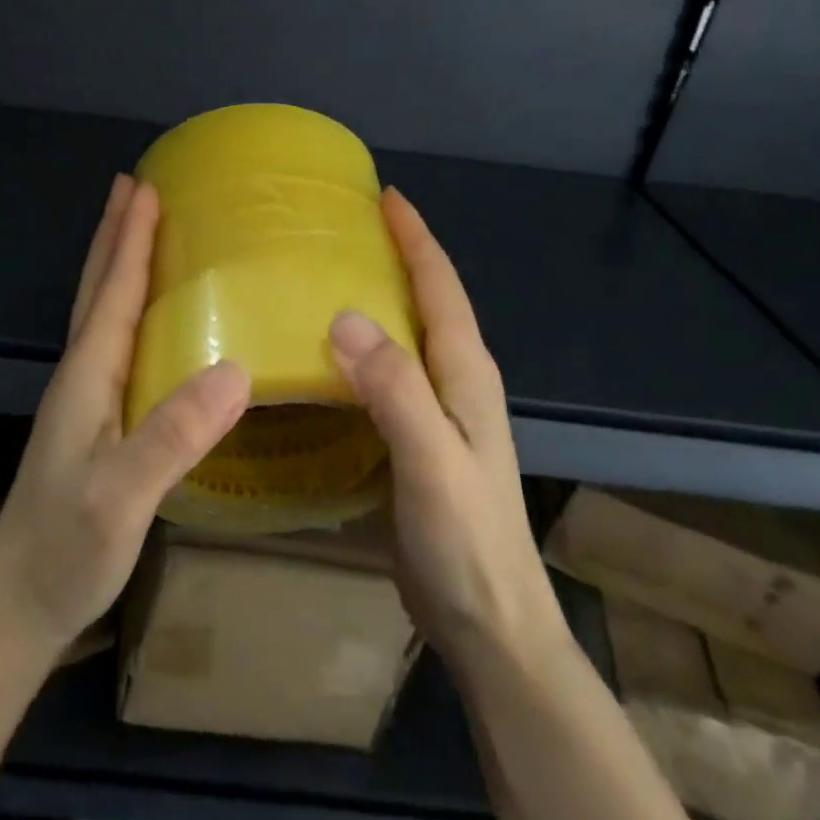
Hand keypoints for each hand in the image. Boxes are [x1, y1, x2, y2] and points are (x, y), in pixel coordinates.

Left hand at [0, 174, 250, 662]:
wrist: (16, 606)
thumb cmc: (66, 549)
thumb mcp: (121, 497)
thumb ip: (172, 435)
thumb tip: (237, 368)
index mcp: (88, 374)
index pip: (112, 290)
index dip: (130, 237)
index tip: (145, 186)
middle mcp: (81, 373)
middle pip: (97, 286)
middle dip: (115, 233)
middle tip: (133, 185)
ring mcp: (84, 396)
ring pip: (100, 309)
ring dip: (115, 261)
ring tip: (134, 228)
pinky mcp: (93, 419)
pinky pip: (112, 338)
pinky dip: (124, 303)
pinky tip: (143, 314)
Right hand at [329, 190, 569, 671]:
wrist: (490, 624)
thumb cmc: (466, 539)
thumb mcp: (430, 459)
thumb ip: (395, 388)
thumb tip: (342, 315)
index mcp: (465, 371)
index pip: (440, 286)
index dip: (416, 238)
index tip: (386, 196)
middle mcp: (456, 380)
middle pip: (427, 299)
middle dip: (397, 253)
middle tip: (347, 225)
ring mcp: (438, 410)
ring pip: (406, 333)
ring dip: (378, 295)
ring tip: (330, 271)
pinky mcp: (416, 437)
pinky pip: (387, 370)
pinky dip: (363, 343)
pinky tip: (329, 349)